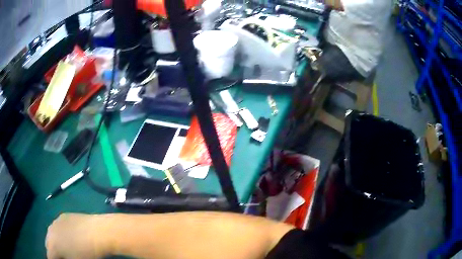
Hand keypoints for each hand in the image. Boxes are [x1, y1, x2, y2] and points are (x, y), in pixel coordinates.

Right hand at [46, 213, 105, 258]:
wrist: (99, 232)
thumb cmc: (88, 253)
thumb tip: (63, 257)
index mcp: (52, 245)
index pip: (50, 256)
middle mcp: (50, 231)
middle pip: (48, 245)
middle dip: (53, 252)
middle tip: (62, 258)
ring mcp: (56, 221)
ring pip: (52, 235)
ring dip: (56, 242)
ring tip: (65, 249)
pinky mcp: (64, 216)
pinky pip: (58, 227)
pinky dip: (60, 234)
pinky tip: (69, 238)